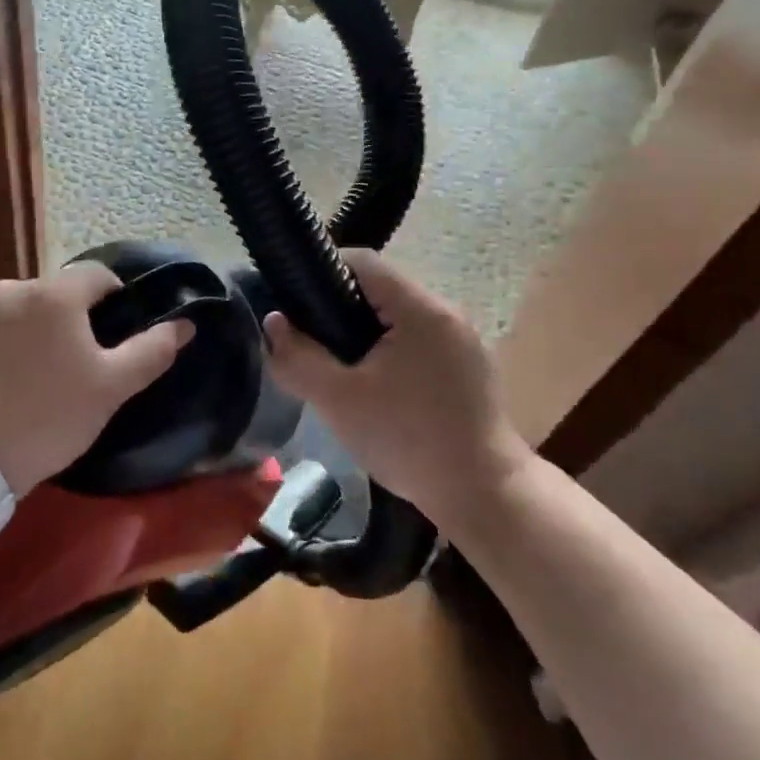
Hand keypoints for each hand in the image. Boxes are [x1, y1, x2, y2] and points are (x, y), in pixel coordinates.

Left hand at [0, 263, 194, 496]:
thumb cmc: (48, 416)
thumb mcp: (110, 389)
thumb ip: (152, 350)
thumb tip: (185, 324)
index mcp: (56, 294)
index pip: (98, 274)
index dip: (114, 297)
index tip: (115, 333)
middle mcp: (14, 288)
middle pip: (56, 291)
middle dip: (70, 316)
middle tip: (76, 360)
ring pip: (19, 308)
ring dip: (33, 327)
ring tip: (35, 371)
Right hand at [264, 248, 530, 516]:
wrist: (485, 497)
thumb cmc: (409, 440)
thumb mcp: (339, 401)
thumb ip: (299, 358)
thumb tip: (273, 323)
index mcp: (420, 309)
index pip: (363, 261)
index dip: (322, 271)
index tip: (294, 299)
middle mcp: (446, 313)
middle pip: (380, 288)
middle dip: (339, 306)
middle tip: (309, 338)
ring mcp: (462, 341)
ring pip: (398, 316)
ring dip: (364, 331)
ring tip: (336, 363)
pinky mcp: (468, 367)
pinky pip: (418, 339)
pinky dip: (389, 349)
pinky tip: (375, 385)